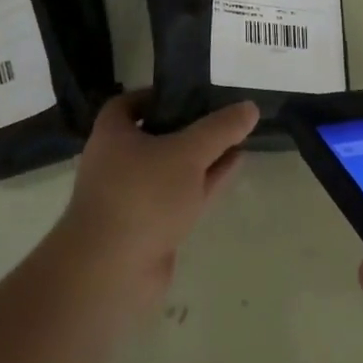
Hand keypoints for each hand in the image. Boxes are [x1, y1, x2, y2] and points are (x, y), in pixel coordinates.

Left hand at [52, 91, 258, 313]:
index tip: (191, 92)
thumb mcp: (187, 153)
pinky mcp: (150, 226)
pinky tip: (233, 168)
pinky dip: (205, 181)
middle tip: (224, 115)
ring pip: (173, 168)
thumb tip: (250, 107)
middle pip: (156, 135)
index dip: (158, 95)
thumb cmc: (142, 195)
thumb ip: (220, 129)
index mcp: (113, 134)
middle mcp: (118, 162)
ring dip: (203, 156)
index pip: (130, 104)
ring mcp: (134, 196)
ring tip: (239, 139)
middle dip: (190, 126)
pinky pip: (181, 195)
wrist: (112, 270)